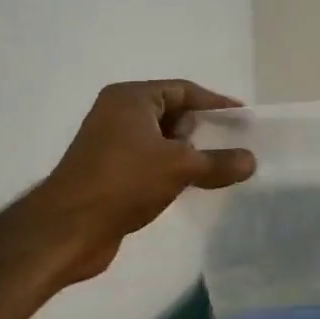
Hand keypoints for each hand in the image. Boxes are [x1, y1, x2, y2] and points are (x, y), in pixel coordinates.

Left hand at [25, 80, 255, 283]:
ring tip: (218, 168)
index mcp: (131, 98)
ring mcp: (110, 143)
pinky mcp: (109, 172)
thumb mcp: (179, 167)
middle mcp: (118, 113)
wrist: (68, 228)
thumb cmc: (124, 182)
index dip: (215, 102)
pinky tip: (191, 186)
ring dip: (188, 153)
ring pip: (160, 140)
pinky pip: (149, 161)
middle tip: (233, 145)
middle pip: (172, 113)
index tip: (242, 117)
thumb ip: (219, 162)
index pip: (182, 90)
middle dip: (202, 129)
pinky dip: (171, 169)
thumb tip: (251, 160)